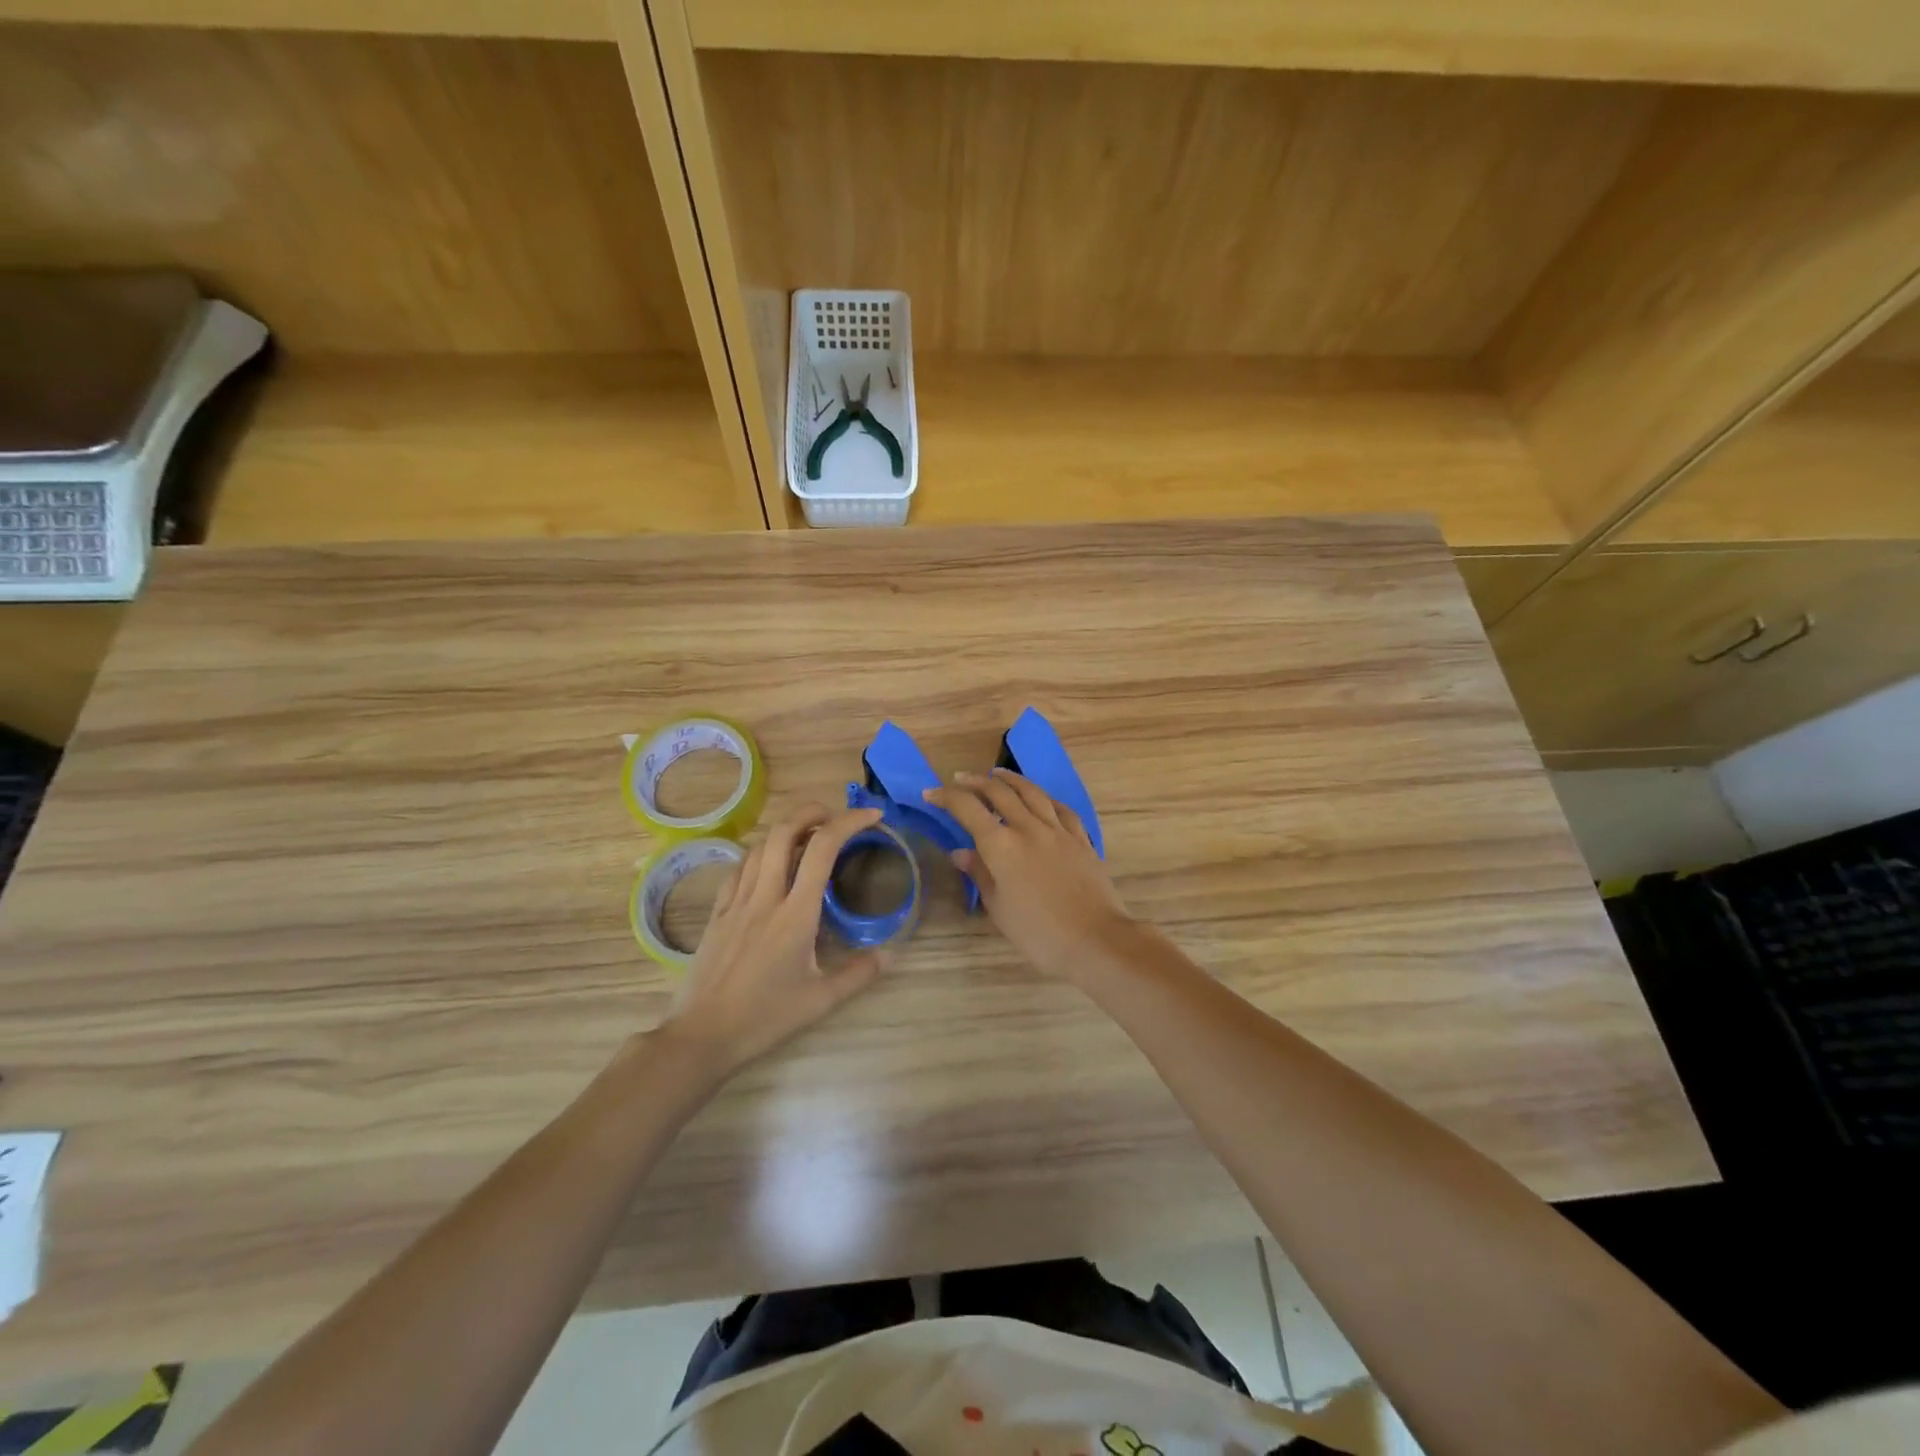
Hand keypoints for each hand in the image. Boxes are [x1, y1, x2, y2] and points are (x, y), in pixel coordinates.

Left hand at [661, 805, 886, 1079]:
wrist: (703, 1035)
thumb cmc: (765, 1018)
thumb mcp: (821, 1000)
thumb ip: (859, 974)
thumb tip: (890, 954)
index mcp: (796, 914)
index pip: (823, 849)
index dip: (849, 822)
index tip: (872, 816)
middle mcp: (765, 897)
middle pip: (785, 831)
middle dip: (813, 812)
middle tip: (836, 818)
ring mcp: (736, 902)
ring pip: (760, 845)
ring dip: (786, 829)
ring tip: (807, 835)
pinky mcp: (717, 912)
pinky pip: (739, 867)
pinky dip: (760, 852)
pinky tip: (769, 863)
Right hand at [924, 769, 1137, 981]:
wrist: (1095, 939)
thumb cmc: (1038, 933)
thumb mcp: (999, 908)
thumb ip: (980, 874)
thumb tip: (960, 852)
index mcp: (1001, 845)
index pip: (967, 809)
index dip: (946, 797)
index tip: (931, 794)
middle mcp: (1028, 828)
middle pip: (999, 792)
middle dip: (975, 782)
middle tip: (960, 779)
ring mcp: (1058, 830)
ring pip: (1031, 792)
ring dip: (1010, 779)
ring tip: (997, 774)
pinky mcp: (1080, 839)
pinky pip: (1060, 808)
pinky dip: (1044, 798)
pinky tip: (1041, 798)